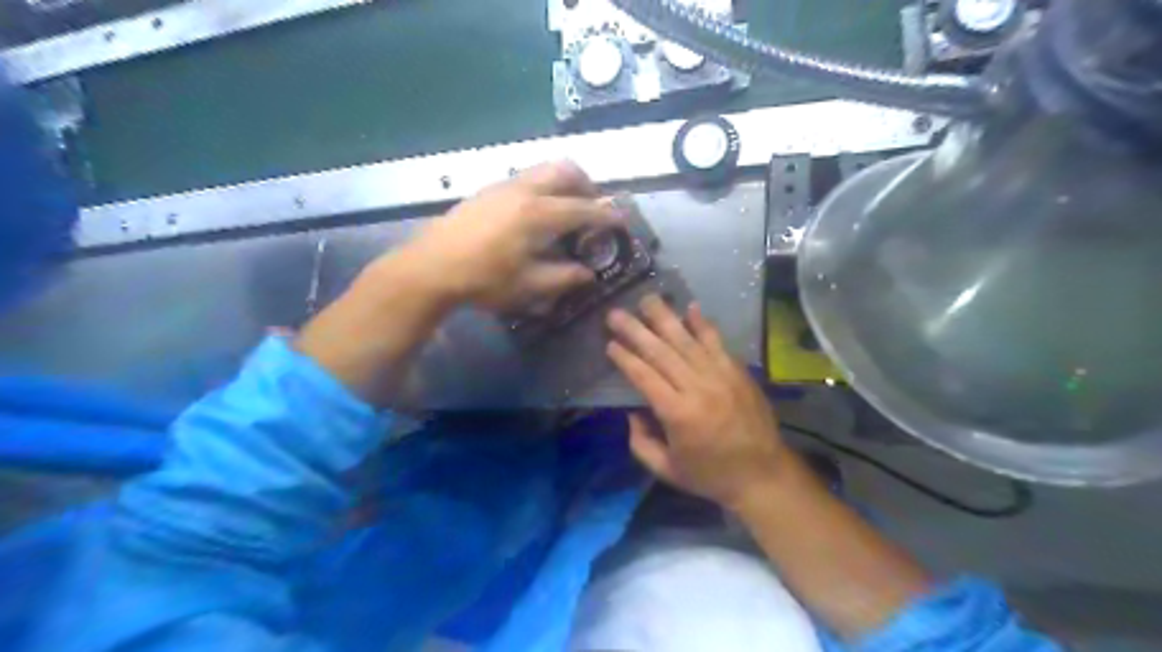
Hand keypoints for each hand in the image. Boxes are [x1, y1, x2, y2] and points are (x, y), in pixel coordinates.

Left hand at [396, 159, 616, 308]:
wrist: (430, 268)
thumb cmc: (483, 280)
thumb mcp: (528, 286)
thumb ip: (563, 277)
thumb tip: (588, 274)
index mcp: (538, 214)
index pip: (583, 209)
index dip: (606, 215)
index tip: (621, 220)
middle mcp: (524, 191)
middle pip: (566, 170)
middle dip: (587, 184)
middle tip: (593, 207)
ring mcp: (503, 186)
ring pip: (544, 170)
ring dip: (564, 183)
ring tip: (566, 209)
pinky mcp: (488, 190)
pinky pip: (526, 178)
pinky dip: (543, 187)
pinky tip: (535, 214)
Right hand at [604, 292, 793, 509]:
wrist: (763, 474)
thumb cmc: (710, 475)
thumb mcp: (666, 470)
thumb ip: (641, 443)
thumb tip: (632, 413)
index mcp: (678, 414)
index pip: (644, 376)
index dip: (625, 358)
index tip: (610, 343)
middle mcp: (697, 387)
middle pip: (661, 352)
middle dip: (636, 330)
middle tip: (615, 313)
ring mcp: (720, 376)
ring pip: (687, 341)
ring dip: (665, 318)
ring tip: (647, 299)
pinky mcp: (737, 371)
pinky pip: (717, 342)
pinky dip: (703, 324)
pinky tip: (690, 307)